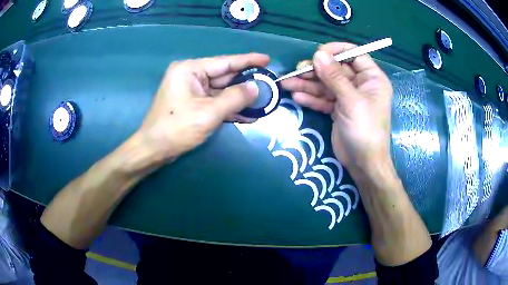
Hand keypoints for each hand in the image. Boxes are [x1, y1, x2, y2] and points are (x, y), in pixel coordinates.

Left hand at [136, 53, 269, 165]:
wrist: (153, 149)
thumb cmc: (176, 128)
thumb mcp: (208, 113)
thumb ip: (234, 98)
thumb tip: (256, 87)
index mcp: (190, 70)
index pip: (225, 62)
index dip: (248, 61)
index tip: (267, 59)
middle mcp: (191, 76)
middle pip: (224, 76)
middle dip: (246, 82)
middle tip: (269, 84)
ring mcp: (191, 90)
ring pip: (221, 91)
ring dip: (240, 98)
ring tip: (263, 101)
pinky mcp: (193, 103)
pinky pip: (215, 101)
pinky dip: (229, 108)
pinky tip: (248, 114)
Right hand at [281, 43, 392, 174]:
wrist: (363, 163)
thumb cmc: (365, 130)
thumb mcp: (351, 101)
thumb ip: (334, 77)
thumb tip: (318, 54)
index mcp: (371, 78)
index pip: (354, 54)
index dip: (335, 51)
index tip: (317, 53)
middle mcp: (360, 84)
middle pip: (335, 69)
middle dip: (316, 70)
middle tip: (296, 72)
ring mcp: (347, 97)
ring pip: (326, 84)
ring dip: (307, 84)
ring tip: (287, 83)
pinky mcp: (337, 109)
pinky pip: (323, 99)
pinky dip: (311, 98)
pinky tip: (296, 97)